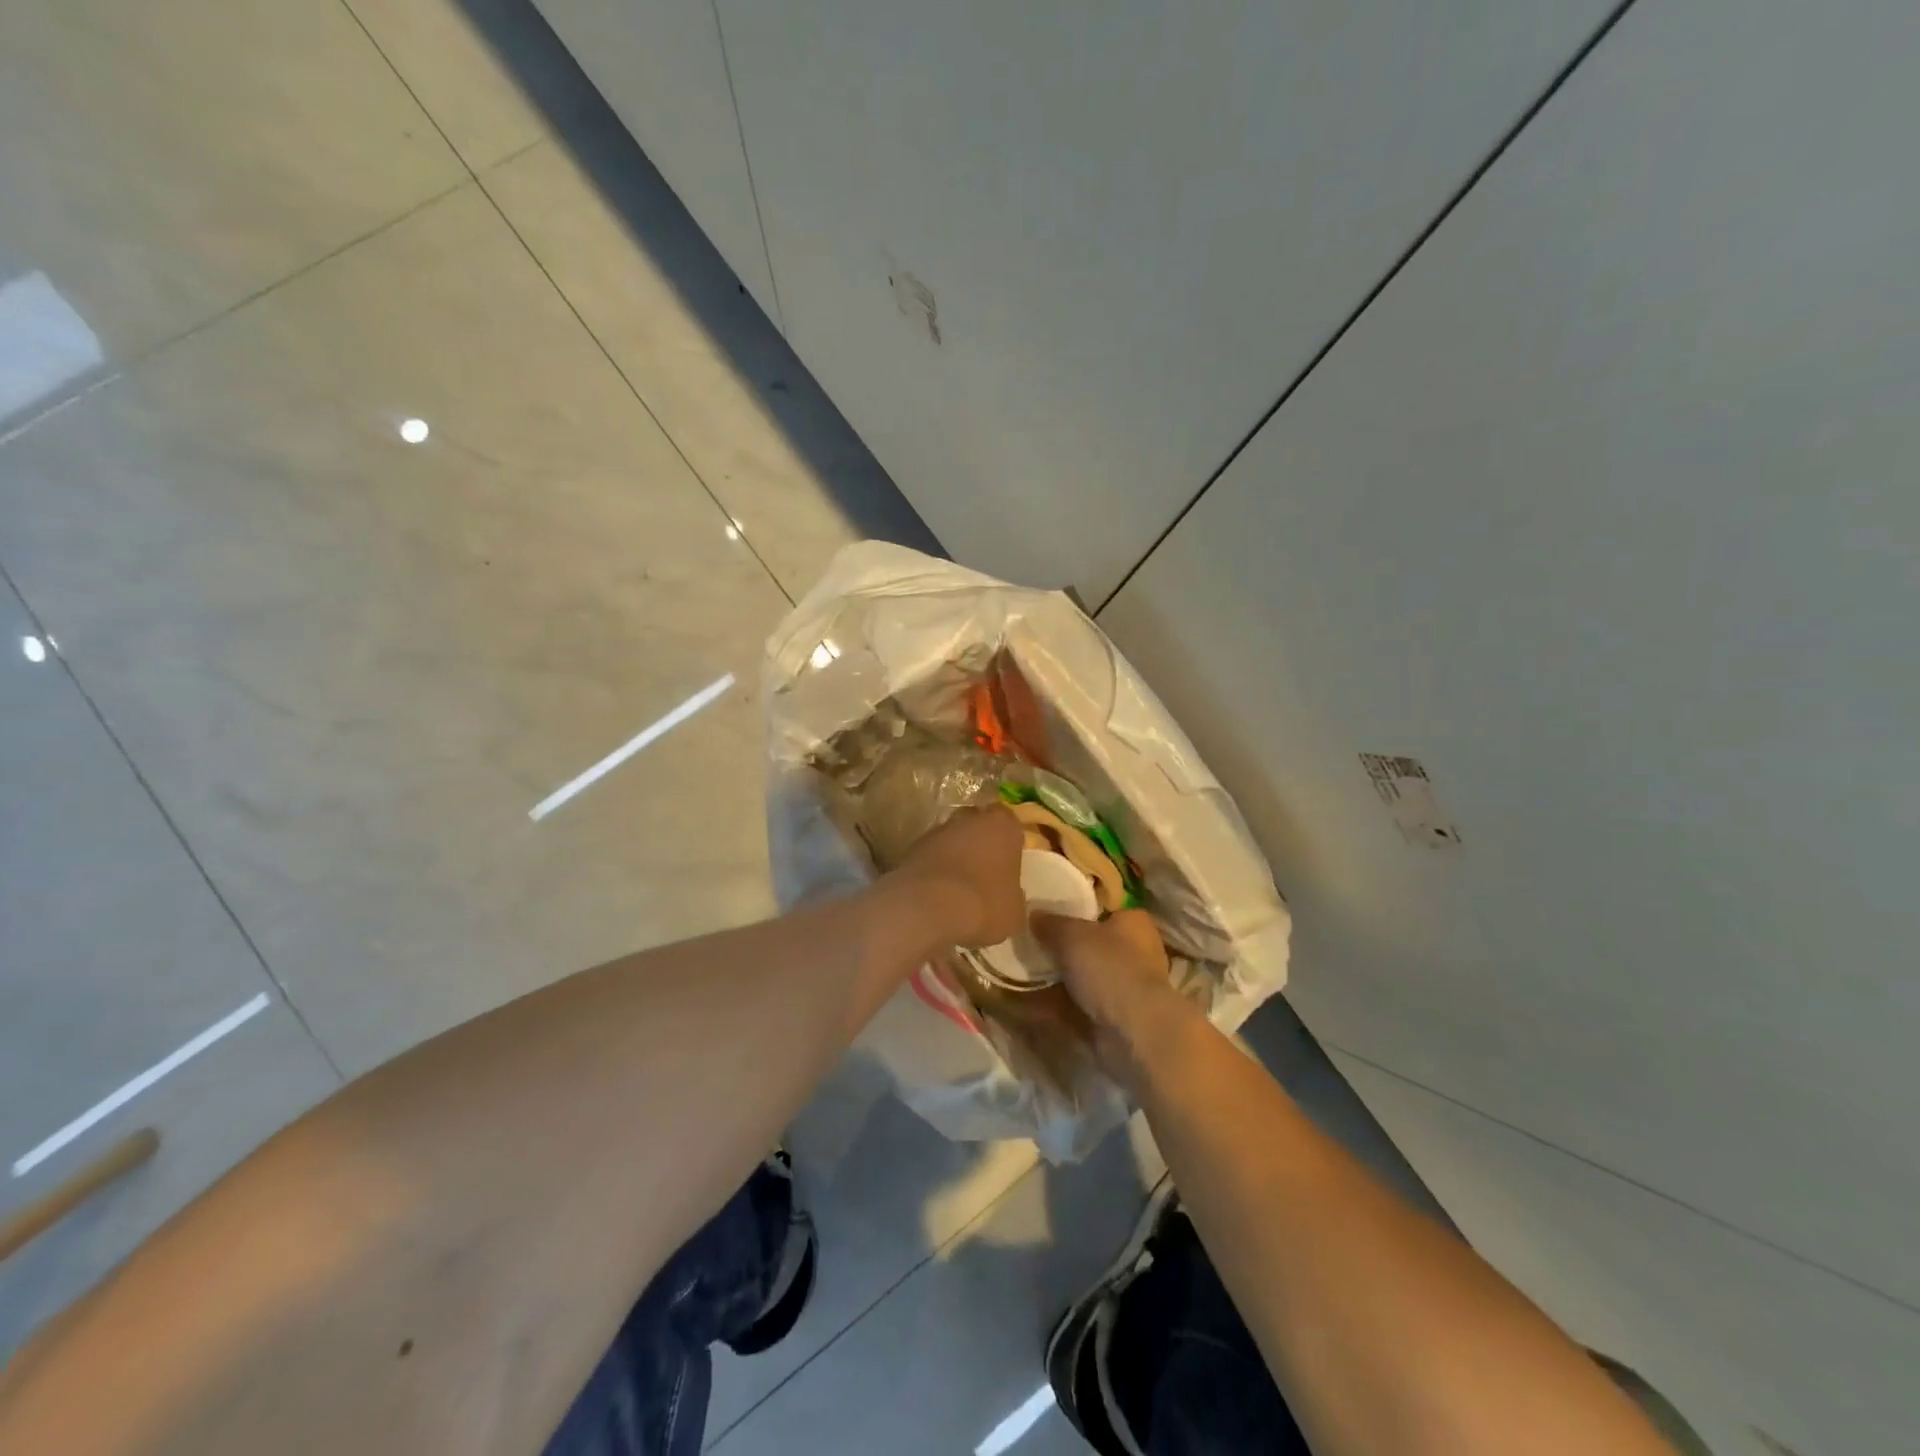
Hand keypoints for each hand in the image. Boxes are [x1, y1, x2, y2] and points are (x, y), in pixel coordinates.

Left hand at [891, 804, 1025, 947]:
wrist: (928, 907)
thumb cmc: (984, 905)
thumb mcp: (1014, 914)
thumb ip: (1015, 898)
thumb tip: (1010, 898)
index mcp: (1003, 827)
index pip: (1010, 822)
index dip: (1009, 841)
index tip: (1008, 862)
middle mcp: (970, 819)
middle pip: (977, 825)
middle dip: (980, 843)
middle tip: (984, 872)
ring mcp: (938, 831)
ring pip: (951, 838)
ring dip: (954, 856)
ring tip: (957, 887)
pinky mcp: (912, 847)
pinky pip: (930, 855)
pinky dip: (934, 869)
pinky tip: (936, 894)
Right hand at [1032, 910, 1194, 1080]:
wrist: (1134, 1031)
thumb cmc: (1109, 967)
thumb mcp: (1071, 934)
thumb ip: (1050, 923)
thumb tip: (1034, 915)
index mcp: (1133, 923)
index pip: (1103, 908)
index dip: (1076, 908)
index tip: (1047, 913)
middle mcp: (1135, 953)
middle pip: (1091, 944)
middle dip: (1062, 947)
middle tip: (1029, 943)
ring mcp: (1125, 988)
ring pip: (1083, 977)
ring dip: (1056, 978)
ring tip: (1021, 971)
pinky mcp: (1114, 1018)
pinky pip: (1076, 1006)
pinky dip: (1055, 1005)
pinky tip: (1026, 1002)